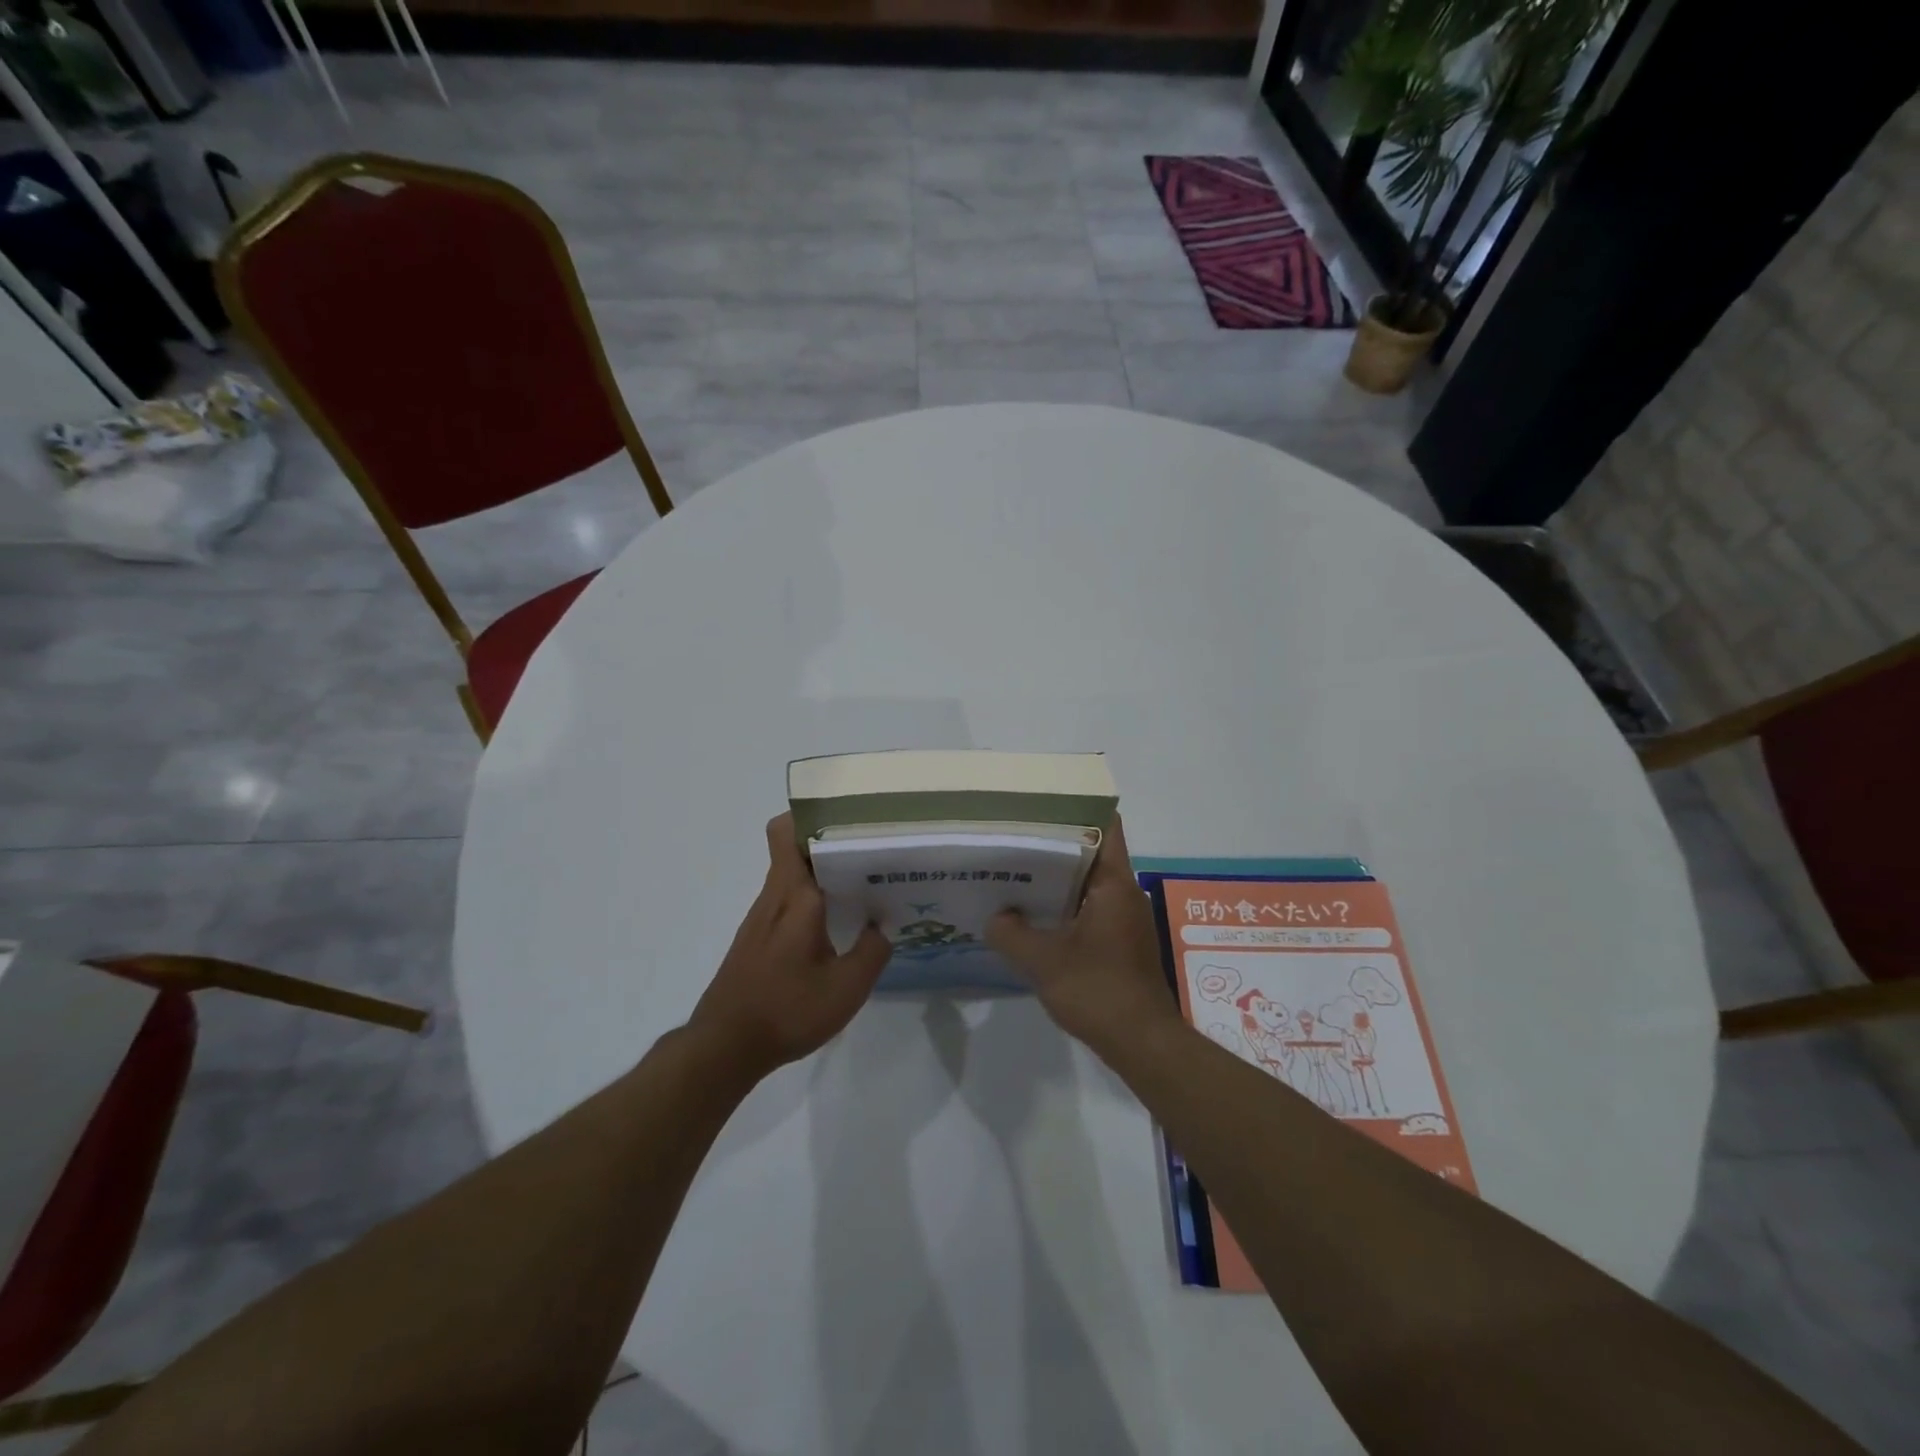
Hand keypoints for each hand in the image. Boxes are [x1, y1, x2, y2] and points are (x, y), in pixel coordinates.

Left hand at [689, 814, 890, 1077]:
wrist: (724, 1047)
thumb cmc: (787, 1010)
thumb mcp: (847, 988)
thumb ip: (873, 951)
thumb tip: (884, 924)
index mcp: (795, 896)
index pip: (787, 832)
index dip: (811, 815)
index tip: (848, 817)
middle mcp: (774, 897)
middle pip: (794, 849)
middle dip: (829, 843)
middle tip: (871, 851)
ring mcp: (760, 918)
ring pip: (791, 876)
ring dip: (821, 873)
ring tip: (862, 883)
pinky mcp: (755, 939)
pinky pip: (786, 901)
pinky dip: (811, 900)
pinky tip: (835, 925)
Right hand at [984, 817, 1180, 1056]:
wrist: (1142, 1043)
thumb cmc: (1099, 991)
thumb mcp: (1044, 962)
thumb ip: (1011, 935)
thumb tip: (994, 917)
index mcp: (1114, 884)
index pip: (1105, 826)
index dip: (1077, 808)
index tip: (1041, 803)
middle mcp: (1124, 893)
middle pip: (1092, 852)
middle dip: (1055, 842)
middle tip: (1014, 835)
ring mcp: (1124, 918)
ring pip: (1088, 883)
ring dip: (1057, 877)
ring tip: (1016, 870)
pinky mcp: (1120, 942)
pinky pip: (1089, 908)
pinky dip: (1064, 905)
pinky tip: (1033, 915)